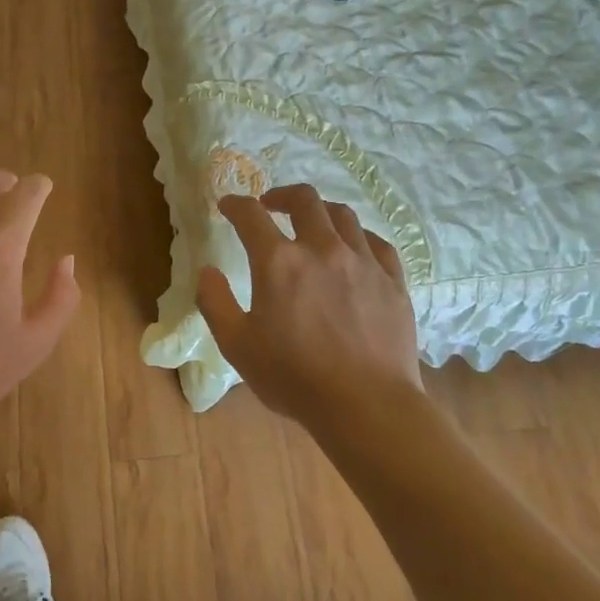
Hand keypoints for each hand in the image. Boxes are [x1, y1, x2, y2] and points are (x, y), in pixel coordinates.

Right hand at [197, 185, 421, 426]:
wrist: (367, 404)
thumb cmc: (294, 377)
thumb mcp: (237, 345)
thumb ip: (215, 302)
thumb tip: (207, 271)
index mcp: (279, 262)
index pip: (251, 215)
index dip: (235, 204)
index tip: (227, 205)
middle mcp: (322, 249)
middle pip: (304, 200)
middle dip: (282, 195)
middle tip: (271, 206)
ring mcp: (362, 262)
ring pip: (343, 215)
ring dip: (320, 211)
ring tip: (312, 223)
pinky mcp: (392, 280)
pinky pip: (376, 242)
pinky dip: (357, 236)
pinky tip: (353, 248)